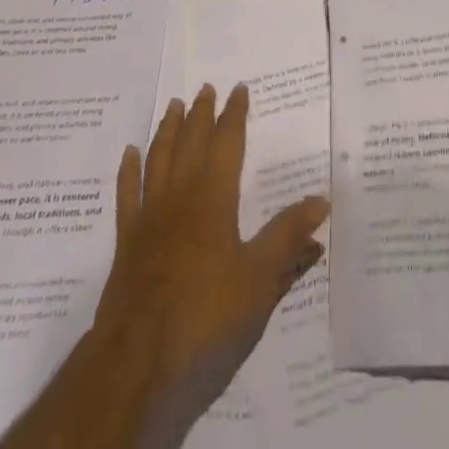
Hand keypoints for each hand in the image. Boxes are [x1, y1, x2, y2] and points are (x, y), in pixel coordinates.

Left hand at [91, 83, 329, 442]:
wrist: (137, 360)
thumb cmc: (205, 315)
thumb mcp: (260, 280)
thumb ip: (288, 237)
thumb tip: (322, 199)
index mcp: (214, 199)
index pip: (227, 144)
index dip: (234, 115)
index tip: (239, 89)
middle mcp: (180, 197)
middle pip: (190, 143)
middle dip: (199, 113)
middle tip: (205, 87)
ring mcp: (149, 218)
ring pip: (158, 159)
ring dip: (167, 130)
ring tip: (172, 105)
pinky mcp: (126, 243)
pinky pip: (127, 195)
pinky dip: (128, 171)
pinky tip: (129, 154)